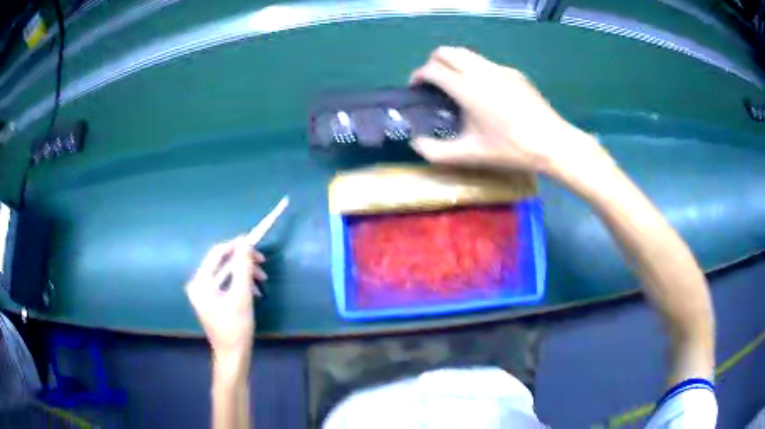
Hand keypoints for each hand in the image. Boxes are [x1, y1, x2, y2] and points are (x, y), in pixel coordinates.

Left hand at [186, 237, 266, 367]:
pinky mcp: (212, 300)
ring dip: (244, 272)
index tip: (255, 243)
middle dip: (243, 261)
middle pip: (222, 262)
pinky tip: (254, 291)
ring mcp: (204, 293)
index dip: (236, 245)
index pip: (217, 253)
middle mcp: (198, 284)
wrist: (233, 357)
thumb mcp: (242, 296)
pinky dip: (241, 283)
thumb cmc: (236, 328)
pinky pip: (227, 283)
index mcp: (200, 282)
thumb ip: (243, 268)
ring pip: (226, 272)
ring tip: (262, 280)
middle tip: (263, 263)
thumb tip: (245, 243)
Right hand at [410, 47, 607, 178]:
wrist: (552, 142)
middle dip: (433, 62)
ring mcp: (500, 69)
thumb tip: (417, 144)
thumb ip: (436, 152)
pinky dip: (475, 70)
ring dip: (453, 63)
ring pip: (467, 54)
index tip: (416, 88)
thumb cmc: (510, 149)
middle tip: (433, 82)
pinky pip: (486, 63)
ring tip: (456, 85)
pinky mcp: (514, 73)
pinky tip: (484, 93)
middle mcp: (481, 71)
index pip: (432, 69)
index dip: (418, 76)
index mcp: (467, 88)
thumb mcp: (470, 155)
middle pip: (447, 51)